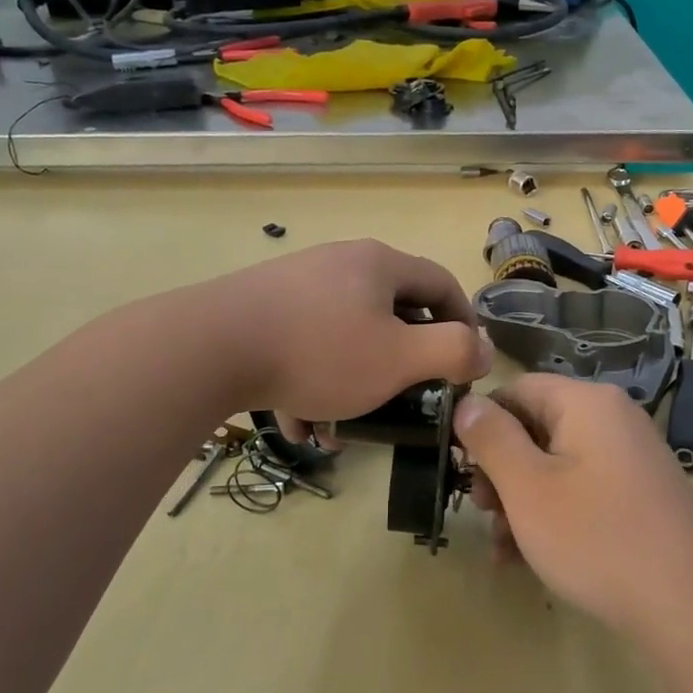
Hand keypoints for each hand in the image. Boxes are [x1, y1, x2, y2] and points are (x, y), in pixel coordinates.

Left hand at [202, 239, 494, 424]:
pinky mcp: (262, 309)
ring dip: (353, 383)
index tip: (465, 365)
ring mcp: (297, 284)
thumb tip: (483, 350)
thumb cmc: (320, 351)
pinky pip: (305, 346)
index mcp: (379, 264)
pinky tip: (301, 423)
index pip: (442, 284)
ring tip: (343, 428)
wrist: (209, 347)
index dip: (463, 323)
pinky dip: (312, 382)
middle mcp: (340, 264)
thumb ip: (453, 351)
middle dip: (402, 362)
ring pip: (344, 337)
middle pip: (391, 311)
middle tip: (407, 398)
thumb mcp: (399, 358)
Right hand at [454, 375, 692, 635]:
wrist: (688, 605)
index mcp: (587, 402)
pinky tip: (530, 559)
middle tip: (481, 512)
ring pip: (556, 466)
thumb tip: (467, 403)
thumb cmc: (595, 536)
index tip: (461, 467)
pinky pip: (582, 490)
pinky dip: (553, 515)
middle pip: (536, 429)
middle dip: (501, 472)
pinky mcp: (639, 494)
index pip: (517, 389)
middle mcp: (613, 419)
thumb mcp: (527, 487)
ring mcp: (630, 458)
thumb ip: (491, 438)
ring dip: (521, 502)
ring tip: (503, 548)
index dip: (482, 423)